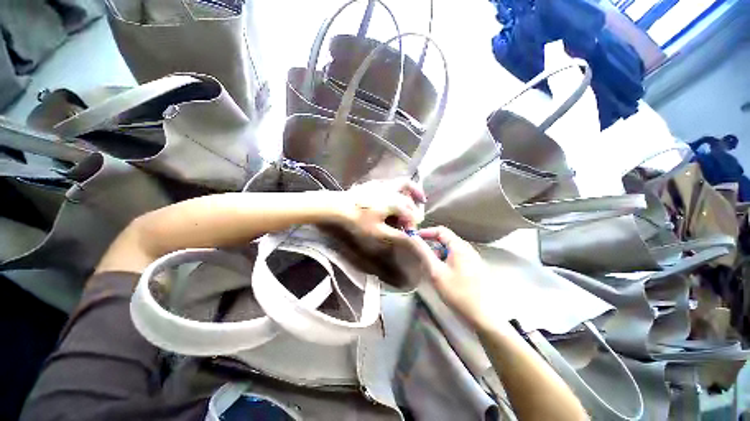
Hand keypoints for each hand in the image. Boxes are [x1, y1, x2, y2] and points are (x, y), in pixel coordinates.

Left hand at [337, 178, 425, 244]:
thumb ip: (396, 235)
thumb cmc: (358, 221)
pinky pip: (391, 183)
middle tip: (419, 212)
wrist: (337, 206)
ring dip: (411, 189)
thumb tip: (412, 239)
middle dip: (416, 204)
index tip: (412, 231)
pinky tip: (394, 194)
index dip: (413, 222)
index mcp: (394, 202)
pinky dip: (398, 188)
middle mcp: (391, 190)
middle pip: (409, 194)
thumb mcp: (378, 233)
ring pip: (401, 183)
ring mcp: (381, 185)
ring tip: (415, 196)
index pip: (410, 212)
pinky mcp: (373, 184)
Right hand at [409, 226, 488, 325]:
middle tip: (421, 256)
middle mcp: (468, 249)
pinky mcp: (476, 269)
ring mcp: (474, 259)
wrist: (483, 317)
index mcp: (459, 247)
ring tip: (431, 268)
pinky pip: (457, 259)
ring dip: (439, 255)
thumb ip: (424, 252)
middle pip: (446, 240)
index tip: (414, 238)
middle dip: (432, 245)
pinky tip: (443, 275)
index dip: (426, 232)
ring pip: (451, 250)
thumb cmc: (457, 292)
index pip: (441, 230)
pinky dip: (446, 261)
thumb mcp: (436, 271)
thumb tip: (413, 237)